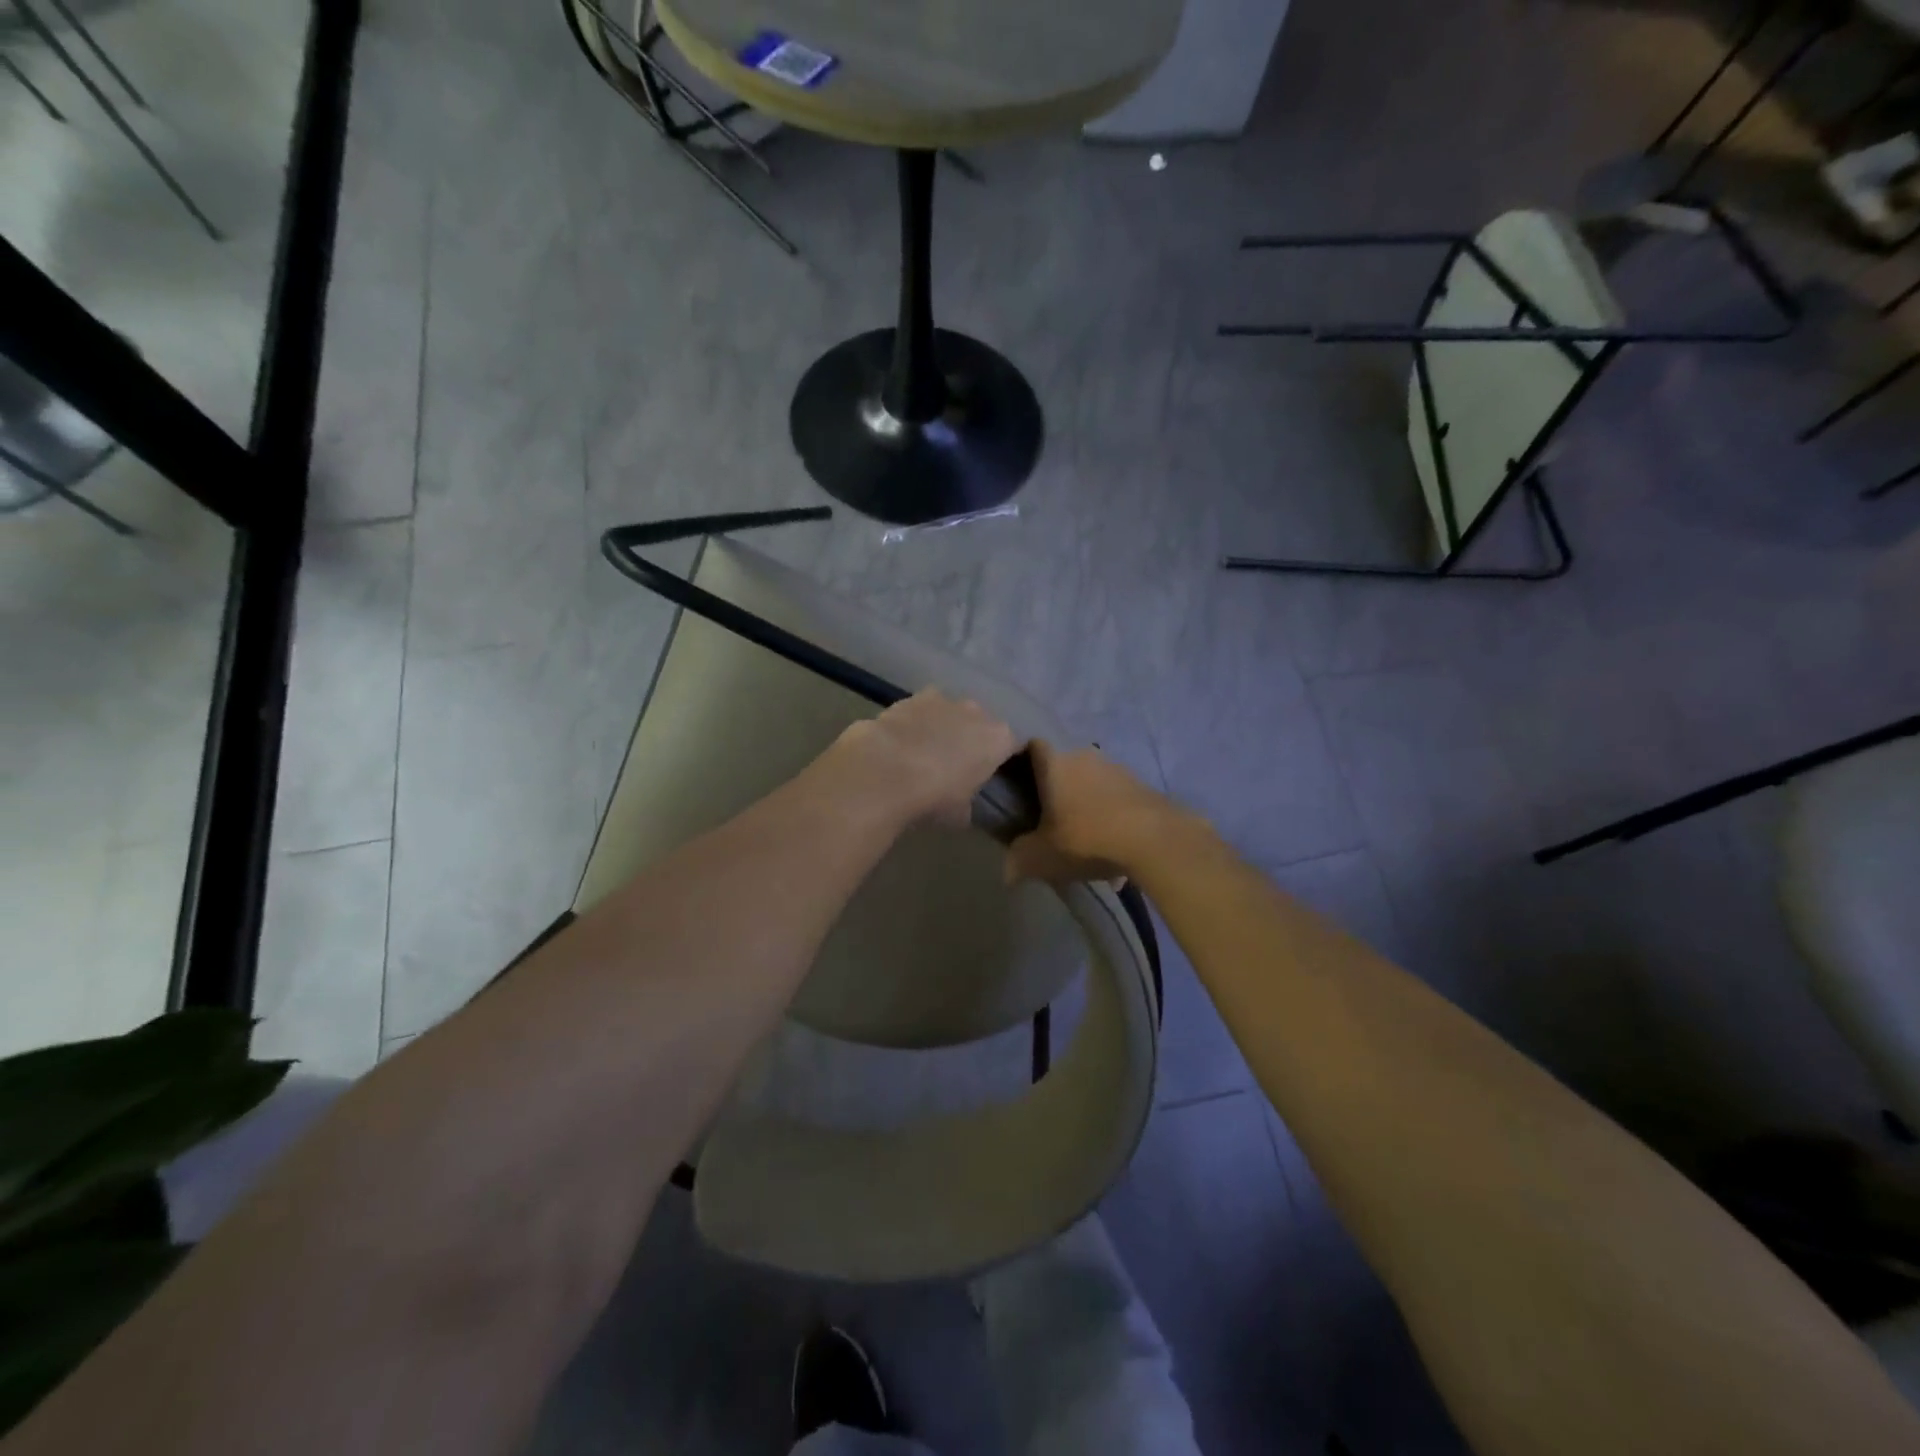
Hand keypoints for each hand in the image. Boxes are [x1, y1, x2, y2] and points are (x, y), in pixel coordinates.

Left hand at [829, 690, 1019, 829]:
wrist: (886, 770)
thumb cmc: (934, 796)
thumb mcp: (961, 814)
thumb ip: (970, 803)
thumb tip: (964, 805)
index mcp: (998, 740)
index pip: (1013, 746)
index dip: (1003, 759)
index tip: (992, 773)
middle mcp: (977, 712)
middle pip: (981, 724)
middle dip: (972, 739)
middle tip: (957, 764)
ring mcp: (944, 700)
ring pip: (952, 712)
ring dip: (944, 727)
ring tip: (926, 751)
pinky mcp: (912, 697)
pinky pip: (923, 710)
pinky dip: (917, 721)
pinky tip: (903, 741)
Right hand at [1005, 741, 1180, 883]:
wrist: (1154, 839)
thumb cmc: (1086, 838)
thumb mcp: (1042, 857)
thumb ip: (1019, 860)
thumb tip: (1007, 871)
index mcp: (1055, 763)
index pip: (1032, 746)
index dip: (1023, 760)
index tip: (1017, 784)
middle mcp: (1084, 756)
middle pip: (1063, 766)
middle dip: (1057, 790)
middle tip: (1050, 820)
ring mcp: (1117, 767)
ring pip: (1092, 783)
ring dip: (1087, 804)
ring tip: (1086, 841)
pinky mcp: (1142, 784)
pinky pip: (1116, 798)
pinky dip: (1111, 817)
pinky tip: (1114, 848)